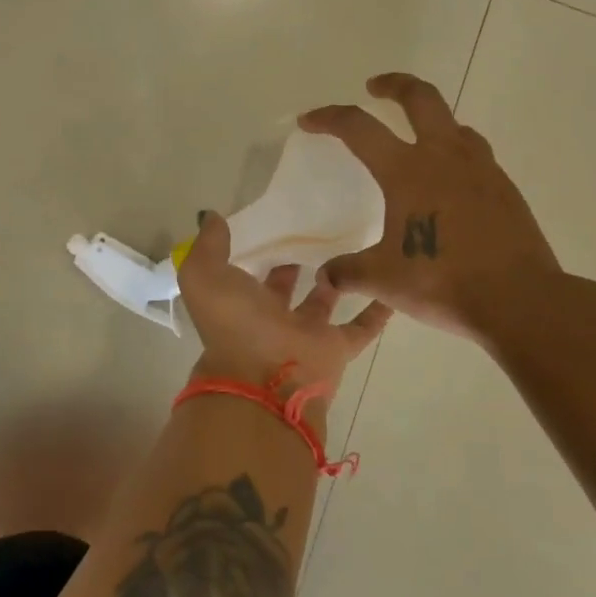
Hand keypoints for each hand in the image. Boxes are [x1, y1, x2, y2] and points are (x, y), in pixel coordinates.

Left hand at [177, 212, 389, 405]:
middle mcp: (269, 319)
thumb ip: (209, 246)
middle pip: (282, 288)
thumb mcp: (205, 276)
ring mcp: (303, 334)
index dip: (254, 252)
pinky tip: (390, 286)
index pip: (245, 274)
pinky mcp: (335, 348)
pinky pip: (361, 327)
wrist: (266, 379)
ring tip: (350, 247)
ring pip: (322, 303)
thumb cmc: (235, 324)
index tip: (270, 224)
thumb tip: (213, 217)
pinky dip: (376, 311)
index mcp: (237, 303)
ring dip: (333, 281)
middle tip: (311, 231)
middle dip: (291, 264)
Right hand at [299, 72, 560, 340]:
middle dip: (394, 85)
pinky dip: (455, 153)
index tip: (309, 121)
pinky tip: (450, 182)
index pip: (359, 128)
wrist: (520, 300)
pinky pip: (476, 154)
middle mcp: (445, 157)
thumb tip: (326, 275)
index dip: (329, 119)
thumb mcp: (383, 280)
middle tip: (375, 87)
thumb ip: (349, 272)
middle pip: (420, 98)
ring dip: (430, 119)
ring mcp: (481, 170)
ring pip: (454, 124)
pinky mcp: (505, 189)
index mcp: (407, 171)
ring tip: (417, 138)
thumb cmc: (442, 281)